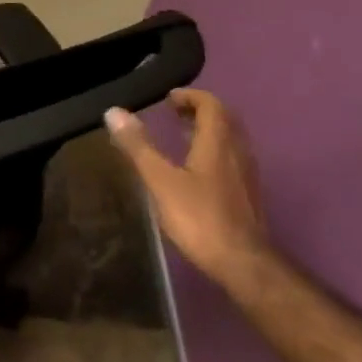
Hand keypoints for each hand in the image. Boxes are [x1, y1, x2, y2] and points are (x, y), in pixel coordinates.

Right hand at [104, 90, 269, 286]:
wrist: (243, 264)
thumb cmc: (199, 218)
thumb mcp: (161, 180)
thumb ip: (138, 146)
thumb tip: (114, 111)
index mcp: (218, 142)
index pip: (211, 105)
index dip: (191, 96)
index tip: (168, 99)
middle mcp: (237, 152)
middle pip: (224, 120)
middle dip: (199, 111)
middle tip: (173, 113)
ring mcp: (246, 175)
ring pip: (230, 140)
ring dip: (208, 131)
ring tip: (182, 137)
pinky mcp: (247, 195)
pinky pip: (232, 159)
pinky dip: (214, 151)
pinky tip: (196, 170)